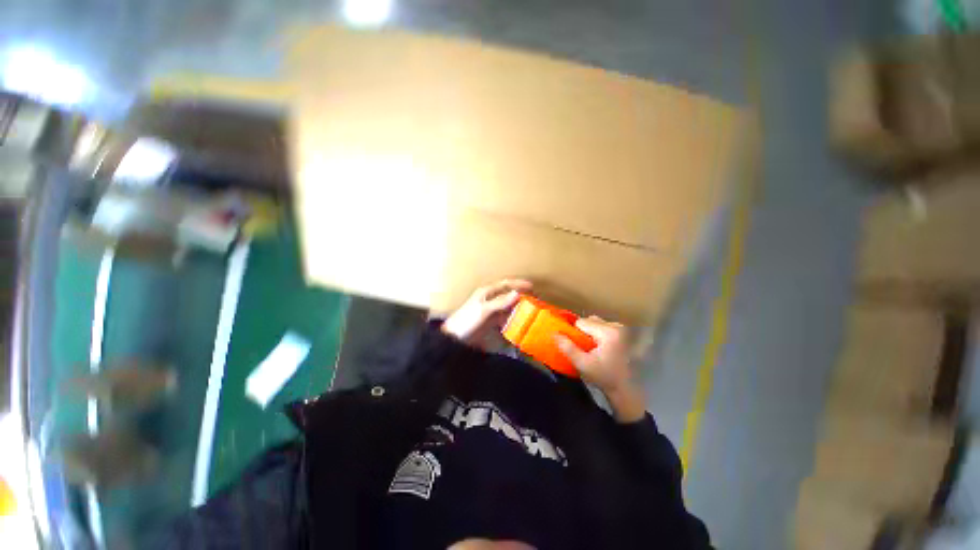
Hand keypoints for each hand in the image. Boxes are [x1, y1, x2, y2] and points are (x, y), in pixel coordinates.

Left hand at [442, 279, 531, 346]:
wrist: (455, 337)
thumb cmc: (467, 320)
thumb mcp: (484, 310)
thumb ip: (500, 302)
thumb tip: (517, 293)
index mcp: (487, 292)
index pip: (506, 284)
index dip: (518, 283)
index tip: (532, 286)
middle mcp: (490, 299)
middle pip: (508, 294)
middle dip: (521, 296)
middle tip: (535, 301)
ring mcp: (490, 310)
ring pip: (508, 306)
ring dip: (518, 308)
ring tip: (531, 312)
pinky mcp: (490, 321)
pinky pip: (504, 317)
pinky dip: (512, 319)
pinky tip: (519, 323)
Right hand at [555, 316, 645, 422]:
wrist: (624, 388)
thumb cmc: (603, 376)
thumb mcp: (582, 364)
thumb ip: (567, 347)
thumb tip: (554, 333)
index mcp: (608, 332)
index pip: (581, 322)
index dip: (575, 333)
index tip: (577, 347)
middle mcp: (616, 326)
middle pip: (589, 320)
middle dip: (583, 332)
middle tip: (584, 348)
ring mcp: (621, 329)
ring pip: (595, 322)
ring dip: (590, 332)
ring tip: (592, 349)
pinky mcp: (623, 333)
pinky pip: (602, 326)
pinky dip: (597, 334)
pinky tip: (600, 348)